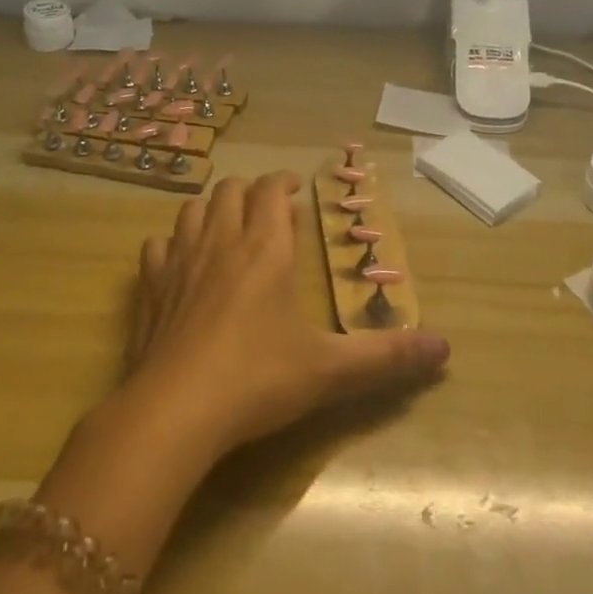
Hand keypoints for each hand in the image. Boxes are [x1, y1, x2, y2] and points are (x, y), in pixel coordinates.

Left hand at [125, 171, 449, 458]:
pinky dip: (170, 245)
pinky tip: (178, 263)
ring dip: (210, 209)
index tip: (295, 187)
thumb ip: (386, 357)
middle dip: (249, 191)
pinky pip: (156, 247)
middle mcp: (221, 242)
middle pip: (230, 190)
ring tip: (225, 227)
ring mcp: (179, 262)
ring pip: (191, 210)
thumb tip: (444, 349)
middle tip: (266, 209)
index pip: (271, 191)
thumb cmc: (257, 380)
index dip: (283, 181)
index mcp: (264, 249)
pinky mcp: (148, 289)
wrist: (174, 412)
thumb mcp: (329, 370)